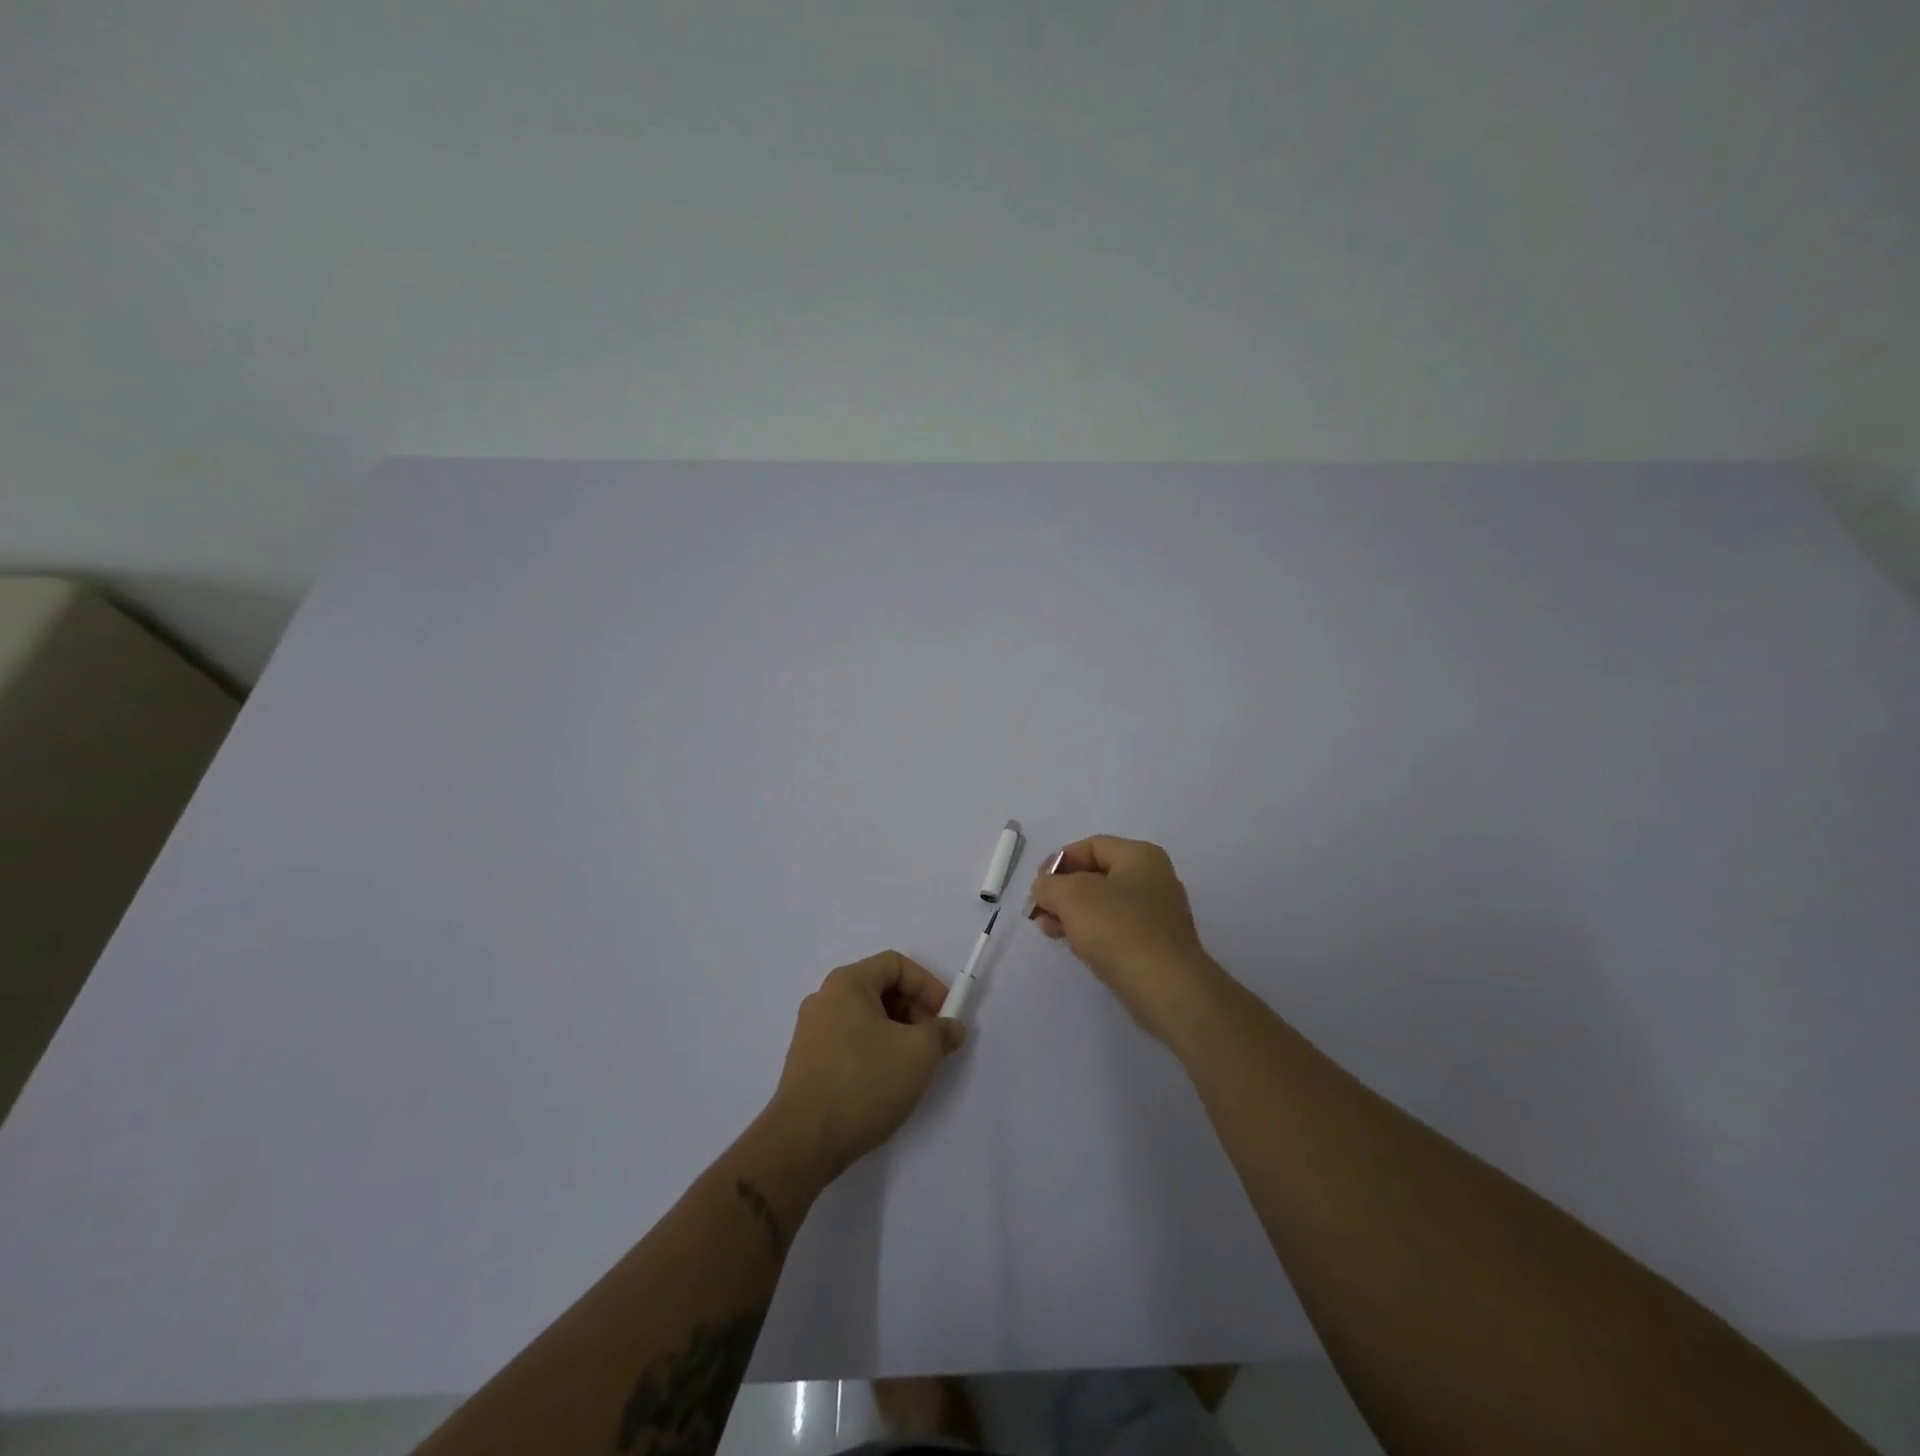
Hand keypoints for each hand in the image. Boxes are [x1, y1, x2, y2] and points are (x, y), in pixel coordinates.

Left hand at [766, 951, 965, 1179]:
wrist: (804, 1142)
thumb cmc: (864, 1082)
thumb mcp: (918, 1053)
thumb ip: (941, 1032)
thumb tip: (951, 1028)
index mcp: (847, 984)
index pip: (895, 964)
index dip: (927, 984)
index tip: (946, 1015)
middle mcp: (825, 999)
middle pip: (880, 990)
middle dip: (915, 1011)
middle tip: (935, 1043)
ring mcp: (812, 1032)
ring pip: (867, 1019)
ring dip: (898, 1034)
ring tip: (916, 1066)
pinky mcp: (809, 1063)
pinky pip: (851, 1042)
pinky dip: (877, 1051)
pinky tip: (888, 1083)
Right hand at [1028, 835, 1222, 1042]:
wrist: (1166, 988)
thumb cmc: (1118, 929)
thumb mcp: (1071, 896)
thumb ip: (1049, 885)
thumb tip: (1045, 890)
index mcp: (1140, 856)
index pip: (1091, 846)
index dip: (1059, 861)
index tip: (1038, 886)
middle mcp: (1154, 879)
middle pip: (1097, 876)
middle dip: (1063, 891)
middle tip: (1039, 911)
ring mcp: (1158, 914)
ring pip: (1104, 905)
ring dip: (1073, 914)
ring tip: (1050, 931)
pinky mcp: (1156, 945)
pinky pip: (1117, 929)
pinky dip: (1093, 933)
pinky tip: (1076, 947)